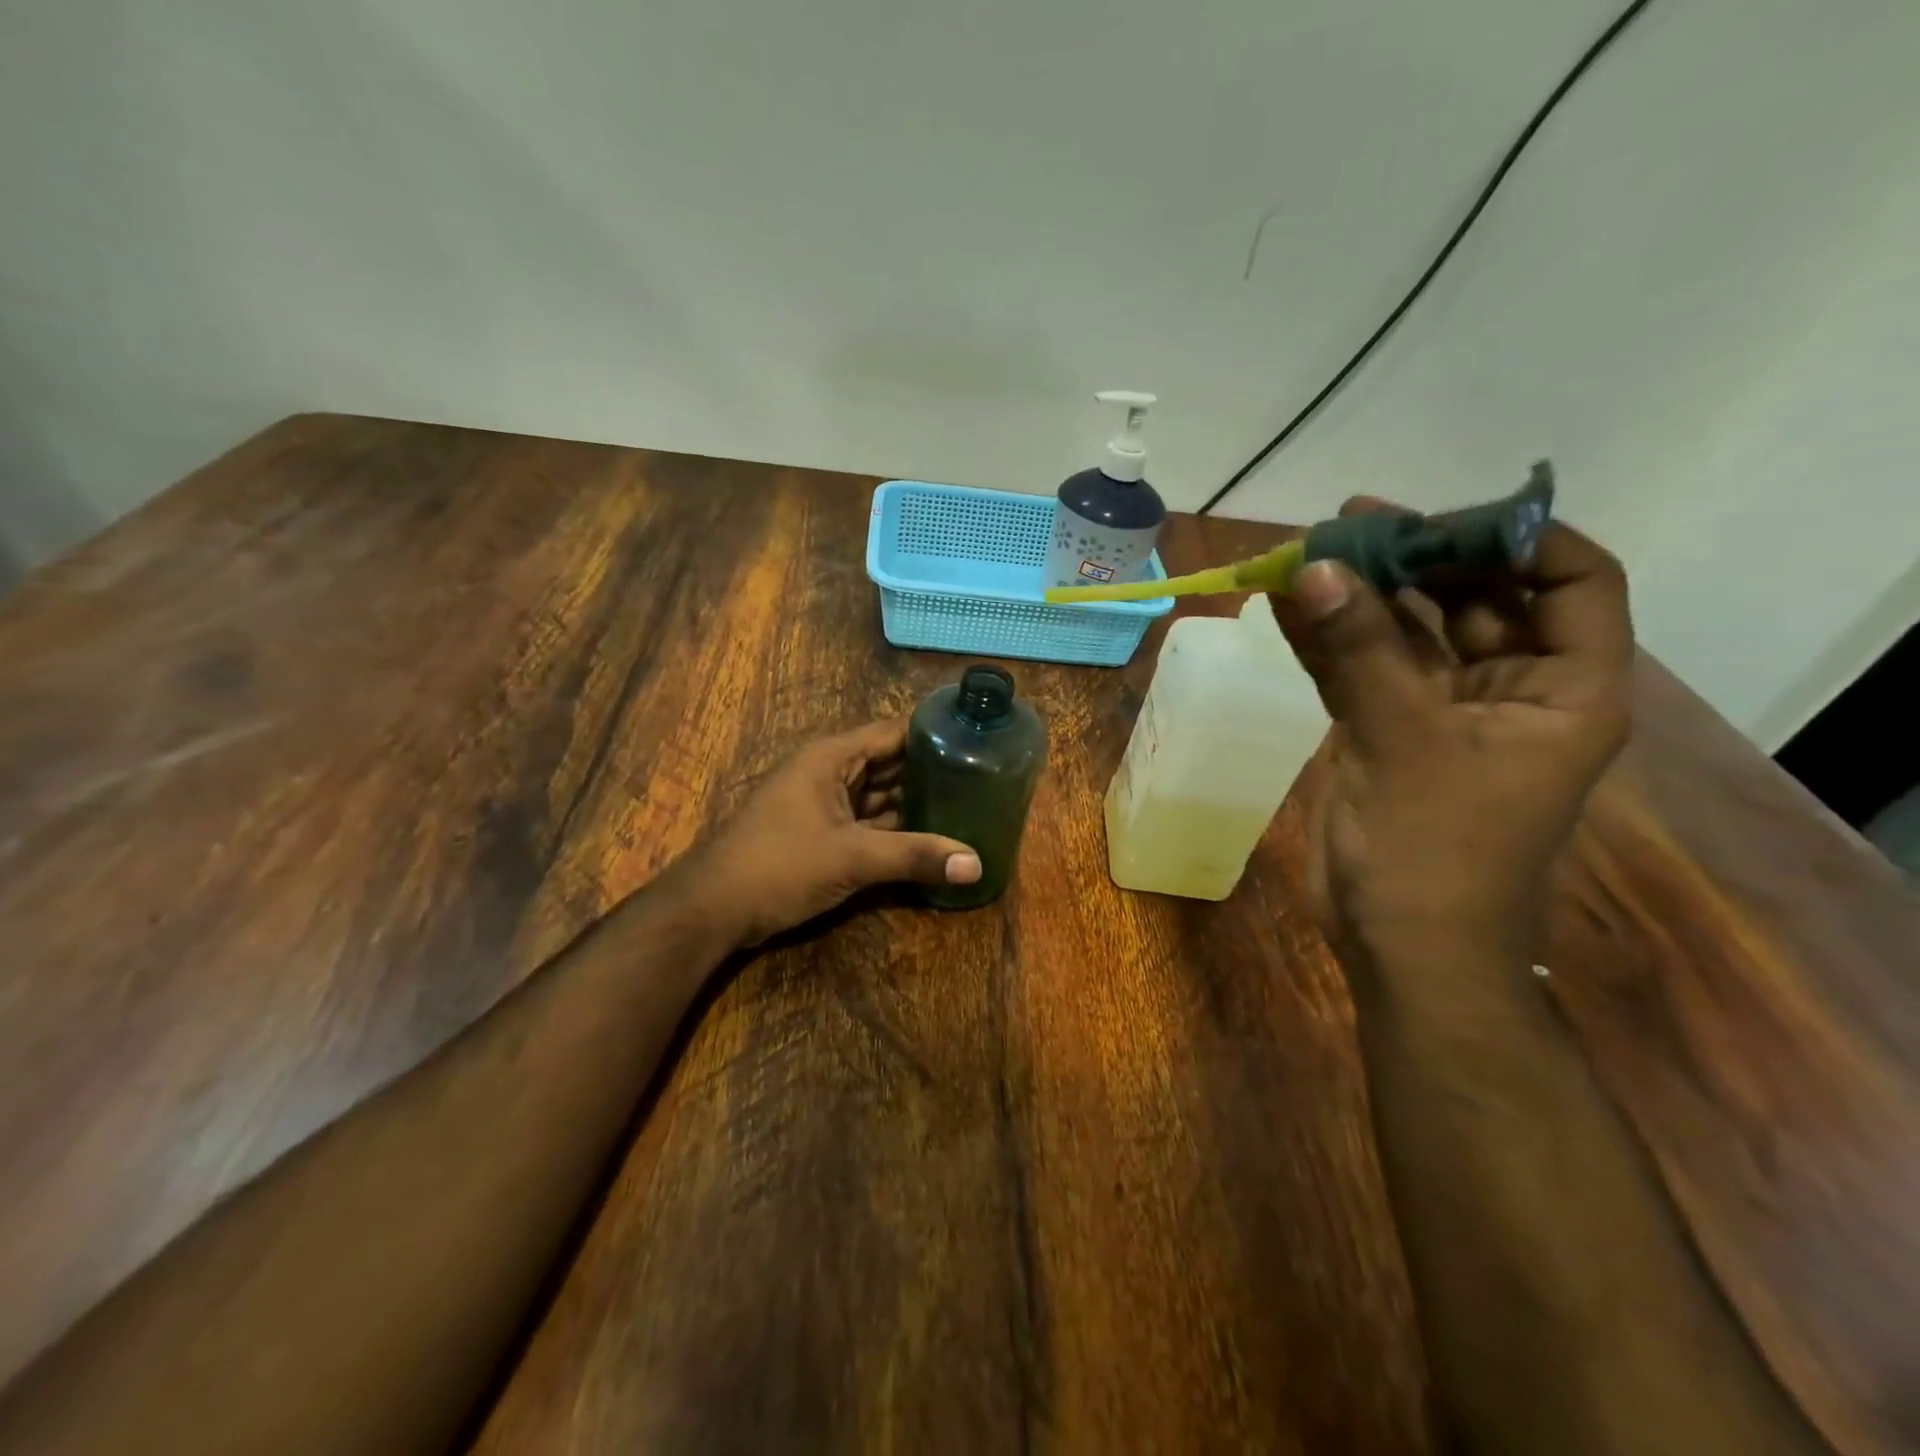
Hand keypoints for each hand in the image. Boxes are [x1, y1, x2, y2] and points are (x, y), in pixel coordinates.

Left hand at [679, 719, 981, 949]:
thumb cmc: (780, 865)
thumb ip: (915, 856)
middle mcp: (829, 772)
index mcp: (832, 757)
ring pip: (879, 796)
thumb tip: (977, 864)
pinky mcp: (820, 834)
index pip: (893, 732)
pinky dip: (894, 830)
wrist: (713, 909)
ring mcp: (823, 805)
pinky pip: (867, 823)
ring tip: (967, 808)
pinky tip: (929, 840)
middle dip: (930, 772)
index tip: (978, 741)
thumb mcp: (852, 858)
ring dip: (914, 804)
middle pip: (889, 764)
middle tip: (983, 780)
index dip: (934, 733)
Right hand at [1270, 499, 1632, 960]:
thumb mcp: (1404, 740)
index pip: (1572, 581)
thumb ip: (1359, 649)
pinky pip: (1360, 668)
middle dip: (1416, 558)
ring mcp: (1443, 711)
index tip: (1441, 517)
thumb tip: (1311, 567)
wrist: (1398, 943)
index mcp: (1564, 689)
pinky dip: (1326, 639)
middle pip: (1477, 597)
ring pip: (1408, 632)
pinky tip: (1284, 606)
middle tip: (1349, 524)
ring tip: (1305, 553)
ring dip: (1360, 596)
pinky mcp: (1386, 731)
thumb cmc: (1435, 850)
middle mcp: (1512, 689)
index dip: (1518, 537)